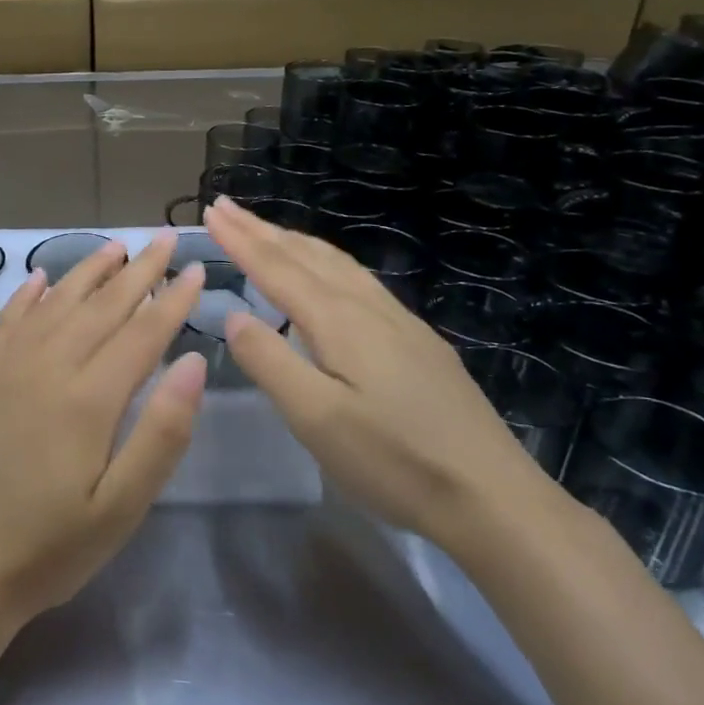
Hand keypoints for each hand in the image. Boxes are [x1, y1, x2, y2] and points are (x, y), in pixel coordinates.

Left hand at [0, 230, 207, 625]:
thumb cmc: (48, 548)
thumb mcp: (121, 508)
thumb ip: (162, 433)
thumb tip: (193, 362)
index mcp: (88, 397)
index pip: (142, 331)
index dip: (173, 299)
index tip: (197, 270)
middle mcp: (45, 365)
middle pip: (101, 305)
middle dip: (139, 270)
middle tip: (165, 238)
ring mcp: (3, 366)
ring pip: (55, 302)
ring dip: (88, 271)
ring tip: (116, 247)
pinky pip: (7, 319)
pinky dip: (28, 294)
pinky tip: (40, 277)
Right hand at [204, 196, 551, 549]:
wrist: (493, 497)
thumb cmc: (394, 461)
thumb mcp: (316, 419)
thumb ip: (270, 362)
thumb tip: (234, 315)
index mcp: (338, 321)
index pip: (277, 268)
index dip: (240, 239)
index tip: (210, 210)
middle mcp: (368, 308)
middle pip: (306, 256)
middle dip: (262, 230)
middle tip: (227, 207)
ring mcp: (400, 322)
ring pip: (337, 264)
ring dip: (295, 242)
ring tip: (268, 231)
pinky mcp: (418, 342)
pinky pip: (358, 280)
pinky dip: (326, 262)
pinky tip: (330, 275)